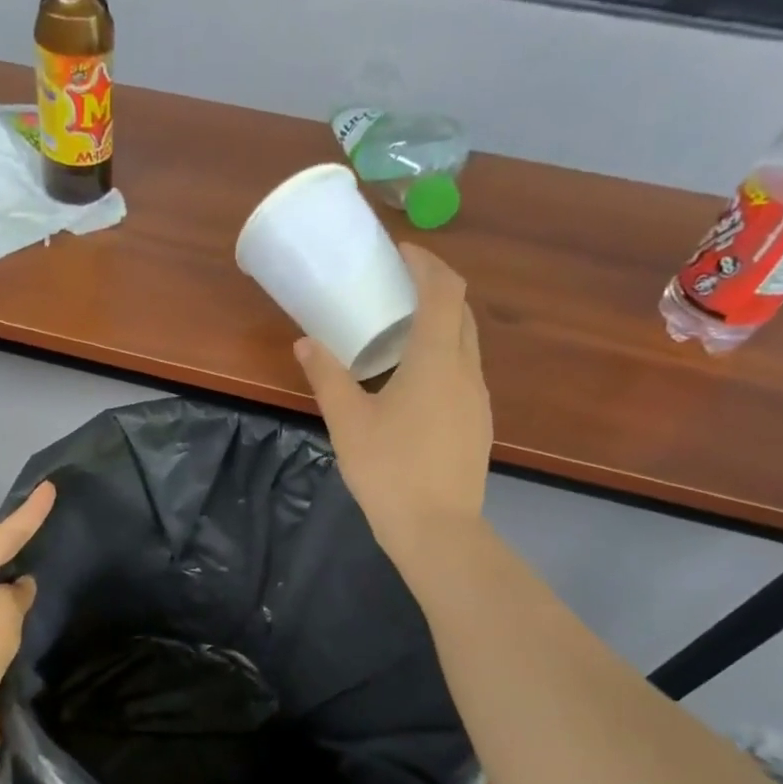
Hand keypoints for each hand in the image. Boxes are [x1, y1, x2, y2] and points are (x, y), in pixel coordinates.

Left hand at [0, 482, 55, 774]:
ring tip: (51, 567)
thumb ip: (16, 594)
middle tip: (50, 525)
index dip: (28, 513)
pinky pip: (2, 629)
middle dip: (20, 546)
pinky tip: (39, 616)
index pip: (0, 536)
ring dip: (19, 588)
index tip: (50, 488)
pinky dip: (19, 622)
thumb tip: (20, 590)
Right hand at [295, 244, 491, 579]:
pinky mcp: (477, 423)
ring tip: (399, 331)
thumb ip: (327, 376)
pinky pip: (463, 371)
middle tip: (395, 287)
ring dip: (439, 323)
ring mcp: (477, 398)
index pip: (444, 290)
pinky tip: (413, 380)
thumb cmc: (389, 470)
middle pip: (460, 311)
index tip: (399, 253)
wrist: (437, 530)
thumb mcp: (348, 422)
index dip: (426, 263)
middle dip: (433, 288)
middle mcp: (466, 370)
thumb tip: (305, 342)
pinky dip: (442, 354)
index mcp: (437, 360)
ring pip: (465, 342)